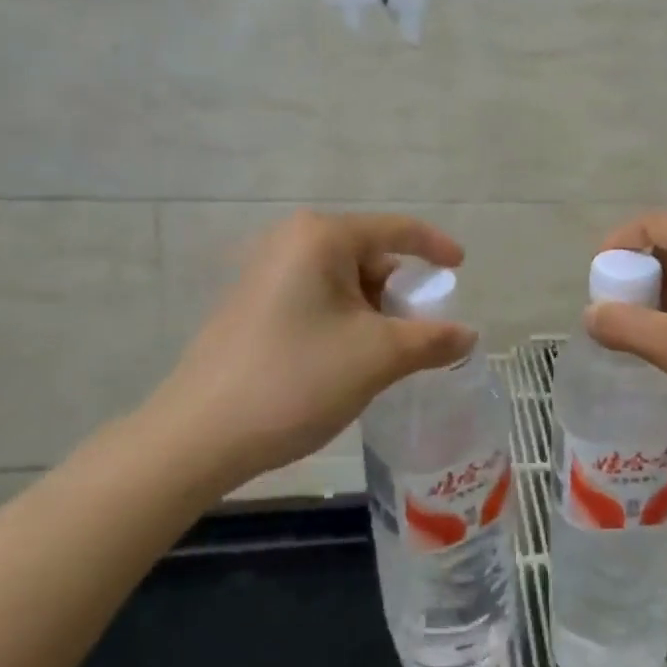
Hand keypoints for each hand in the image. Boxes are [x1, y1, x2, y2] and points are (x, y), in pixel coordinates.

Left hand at [139, 211, 475, 488]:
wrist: (199, 436)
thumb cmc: (297, 379)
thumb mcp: (379, 357)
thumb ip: (432, 340)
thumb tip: (468, 336)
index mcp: (321, 237)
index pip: (396, 230)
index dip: (435, 247)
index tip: (461, 268)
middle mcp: (291, 241)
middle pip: (369, 255)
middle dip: (398, 293)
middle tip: (417, 334)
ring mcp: (265, 272)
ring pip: (342, 281)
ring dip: (372, 312)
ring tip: (381, 357)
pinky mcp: (252, 304)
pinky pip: (316, 298)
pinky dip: (343, 320)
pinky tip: (344, 361)